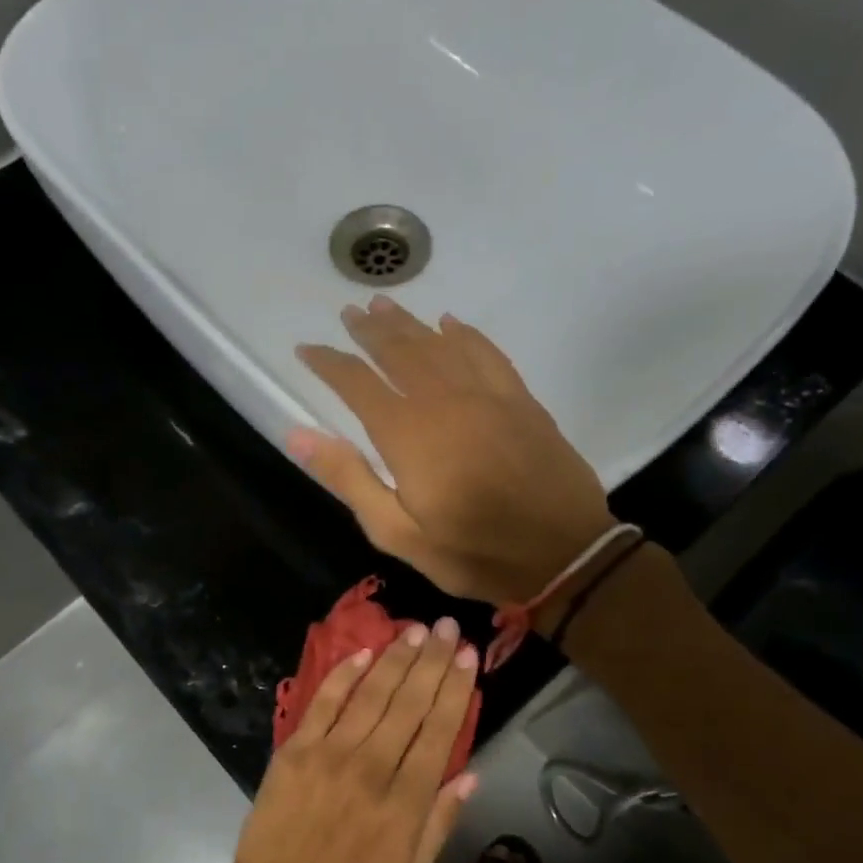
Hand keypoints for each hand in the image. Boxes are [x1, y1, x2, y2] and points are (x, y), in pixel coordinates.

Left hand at [222, 617, 479, 862]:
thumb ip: (439, 823)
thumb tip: (468, 774)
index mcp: (406, 801)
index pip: (439, 731)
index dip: (455, 689)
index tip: (467, 656)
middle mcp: (373, 767)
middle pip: (409, 703)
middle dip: (431, 661)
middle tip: (446, 627)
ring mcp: (331, 753)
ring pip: (372, 694)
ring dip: (396, 659)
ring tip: (414, 630)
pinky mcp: (296, 749)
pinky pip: (324, 702)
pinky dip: (344, 674)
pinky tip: (364, 653)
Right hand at [292, 295, 612, 606]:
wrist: (563, 556)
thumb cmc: (471, 552)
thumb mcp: (396, 532)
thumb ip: (349, 478)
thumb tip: (298, 434)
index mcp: (408, 434)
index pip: (357, 384)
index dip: (329, 363)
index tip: (306, 348)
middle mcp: (444, 401)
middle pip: (400, 353)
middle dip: (370, 332)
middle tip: (349, 313)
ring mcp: (488, 396)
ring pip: (440, 346)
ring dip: (410, 324)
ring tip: (385, 306)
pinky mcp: (521, 402)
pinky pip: (488, 354)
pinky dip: (466, 335)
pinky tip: (451, 324)